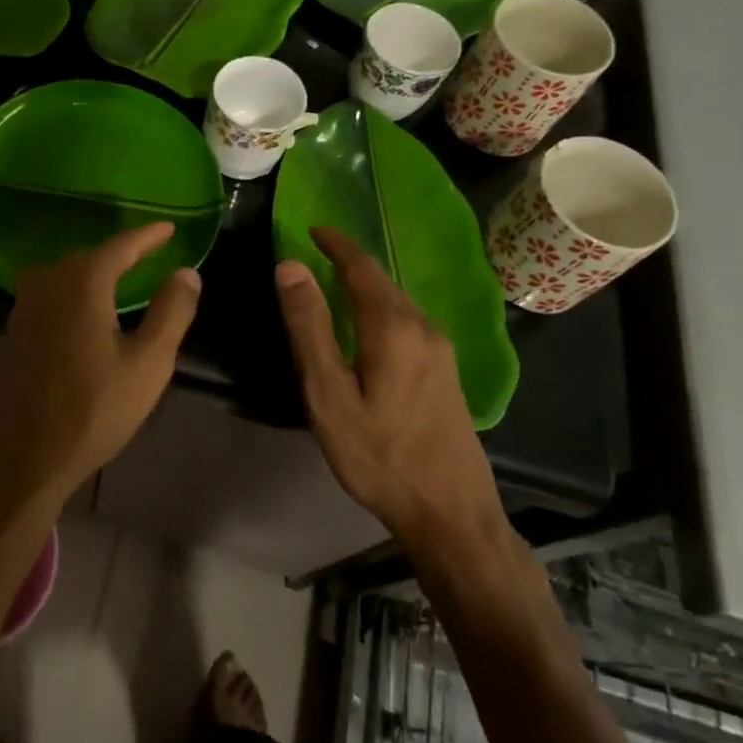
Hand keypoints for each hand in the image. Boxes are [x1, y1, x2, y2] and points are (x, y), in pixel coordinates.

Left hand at [0, 222, 200, 511]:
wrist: (21, 457)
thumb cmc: (93, 410)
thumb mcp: (148, 364)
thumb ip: (171, 313)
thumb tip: (187, 272)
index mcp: (83, 283)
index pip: (121, 246)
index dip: (148, 236)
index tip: (169, 228)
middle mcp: (48, 283)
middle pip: (89, 256)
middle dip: (120, 252)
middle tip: (148, 251)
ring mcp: (24, 307)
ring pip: (64, 273)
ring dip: (93, 270)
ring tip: (119, 275)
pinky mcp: (13, 332)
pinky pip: (49, 294)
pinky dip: (73, 290)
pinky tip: (83, 309)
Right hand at [275, 226, 502, 544]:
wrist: (451, 514)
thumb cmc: (379, 455)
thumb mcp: (329, 394)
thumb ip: (309, 327)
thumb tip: (290, 267)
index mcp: (392, 327)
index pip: (361, 267)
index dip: (336, 244)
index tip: (313, 228)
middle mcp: (422, 328)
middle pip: (382, 281)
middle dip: (350, 261)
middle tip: (317, 252)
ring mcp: (440, 351)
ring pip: (397, 301)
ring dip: (366, 285)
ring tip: (334, 283)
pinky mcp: (446, 372)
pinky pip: (408, 322)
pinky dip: (380, 308)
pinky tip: (367, 326)